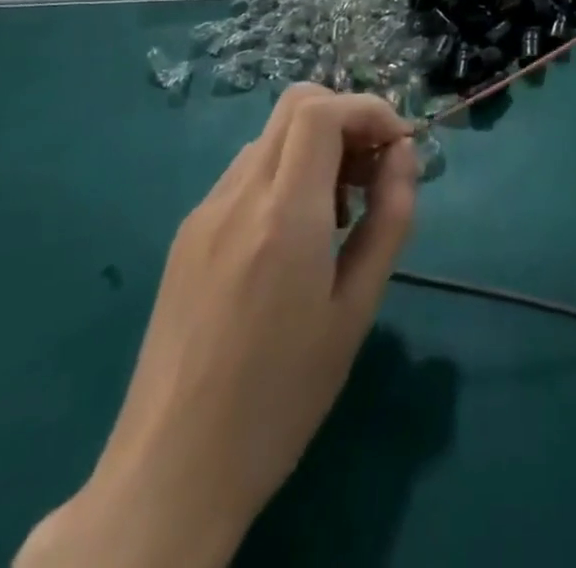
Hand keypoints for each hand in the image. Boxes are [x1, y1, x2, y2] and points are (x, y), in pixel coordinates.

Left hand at [17, 85, 418, 567]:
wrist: (171, 472)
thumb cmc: (281, 396)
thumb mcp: (356, 310)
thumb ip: (388, 219)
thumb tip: (404, 156)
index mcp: (284, 215)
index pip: (324, 111)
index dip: (370, 110)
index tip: (400, 146)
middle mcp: (238, 196)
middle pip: (296, 104)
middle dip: (347, 119)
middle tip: (374, 171)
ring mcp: (204, 212)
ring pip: (271, 136)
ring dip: (316, 147)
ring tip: (339, 213)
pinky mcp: (186, 234)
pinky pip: (246, 173)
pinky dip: (285, 174)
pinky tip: (294, 237)